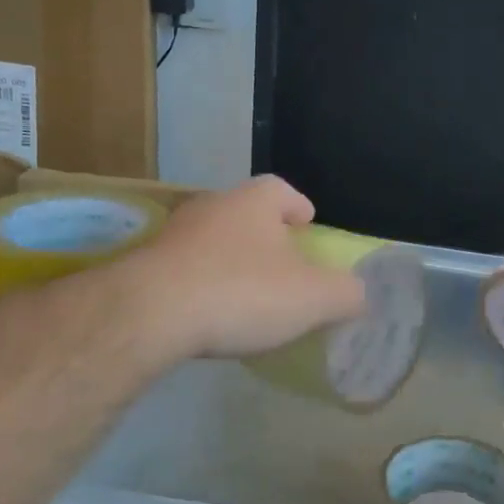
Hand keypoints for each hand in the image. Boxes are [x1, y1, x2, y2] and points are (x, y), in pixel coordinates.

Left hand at [126, 176, 367, 359]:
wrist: (150, 313)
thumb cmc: (242, 292)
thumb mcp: (314, 298)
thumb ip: (346, 293)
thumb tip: (359, 293)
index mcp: (253, 204)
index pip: (280, 190)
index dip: (298, 206)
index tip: (307, 224)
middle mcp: (211, 208)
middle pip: (244, 213)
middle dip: (264, 235)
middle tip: (282, 264)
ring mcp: (172, 236)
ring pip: (212, 241)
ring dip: (230, 260)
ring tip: (246, 293)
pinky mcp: (144, 267)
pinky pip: (184, 270)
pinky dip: (202, 285)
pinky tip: (210, 313)